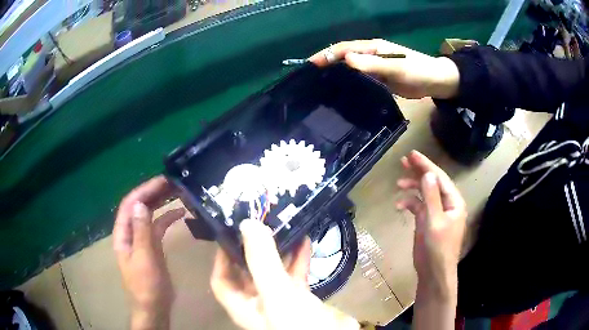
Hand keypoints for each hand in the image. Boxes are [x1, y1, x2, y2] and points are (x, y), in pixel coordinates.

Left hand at [114, 176, 184, 329]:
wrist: (154, 307)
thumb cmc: (146, 285)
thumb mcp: (143, 258)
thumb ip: (141, 231)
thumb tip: (140, 204)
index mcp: (123, 234)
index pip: (130, 205)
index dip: (143, 190)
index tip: (161, 180)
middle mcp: (130, 233)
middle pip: (139, 207)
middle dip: (152, 192)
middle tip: (171, 182)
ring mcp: (141, 240)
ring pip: (149, 214)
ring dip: (160, 202)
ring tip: (176, 191)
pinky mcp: (152, 247)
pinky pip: (158, 227)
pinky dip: (167, 218)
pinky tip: (180, 213)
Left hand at [211, 219, 359, 329]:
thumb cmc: (296, 323)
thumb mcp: (275, 293)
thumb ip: (261, 261)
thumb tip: (247, 224)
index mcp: (242, 305)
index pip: (221, 279)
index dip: (222, 257)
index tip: (231, 233)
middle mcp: (257, 302)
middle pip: (247, 272)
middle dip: (253, 248)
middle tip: (259, 221)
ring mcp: (280, 301)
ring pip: (273, 271)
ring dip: (277, 251)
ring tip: (282, 226)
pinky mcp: (301, 300)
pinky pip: (295, 275)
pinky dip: (299, 258)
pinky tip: (305, 240)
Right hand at [309, 39, 459, 98]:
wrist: (436, 82)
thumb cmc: (418, 71)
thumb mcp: (397, 68)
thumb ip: (374, 64)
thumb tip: (346, 59)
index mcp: (372, 48)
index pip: (344, 48)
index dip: (327, 54)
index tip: (311, 66)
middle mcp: (370, 56)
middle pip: (344, 58)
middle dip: (327, 65)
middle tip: (311, 80)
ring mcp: (374, 68)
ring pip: (351, 70)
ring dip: (337, 76)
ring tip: (321, 89)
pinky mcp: (379, 79)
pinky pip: (360, 81)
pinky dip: (350, 85)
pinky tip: (343, 95)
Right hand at [396, 151, 465, 298]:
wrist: (433, 272)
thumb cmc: (438, 248)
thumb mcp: (435, 222)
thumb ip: (431, 197)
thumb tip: (428, 173)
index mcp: (454, 202)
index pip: (440, 178)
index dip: (426, 165)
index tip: (412, 154)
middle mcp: (446, 204)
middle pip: (432, 182)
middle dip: (418, 171)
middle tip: (403, 161)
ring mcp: (436, 212)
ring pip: (424, 193)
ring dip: (412, 187)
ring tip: (398, 183)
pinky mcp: (427, 221)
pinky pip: (418, 206)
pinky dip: (409, 203)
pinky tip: (399, 205)